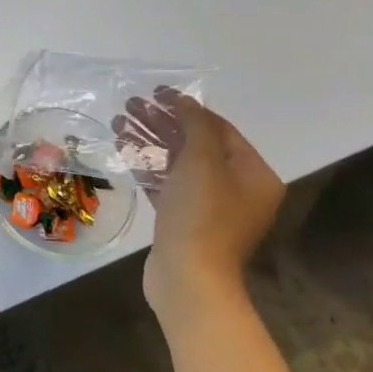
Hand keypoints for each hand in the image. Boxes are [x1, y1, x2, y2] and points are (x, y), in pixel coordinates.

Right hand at [140, 93, 283, 318]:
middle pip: (196, 144)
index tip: (156, 92)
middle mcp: (237, 189)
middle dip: (162, 123)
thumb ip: (195, 125)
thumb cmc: (201, 215)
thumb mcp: (202, 161)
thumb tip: (184, 102)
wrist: (188, 278)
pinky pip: (166, 184)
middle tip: (130, 105)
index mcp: (253, 174)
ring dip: (149, 141)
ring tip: (119, 123)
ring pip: (177, 164)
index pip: (219, 129)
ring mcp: (210, 207)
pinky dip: (147, 166)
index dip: (186, 108)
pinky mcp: (183, 221)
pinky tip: (123, 151)